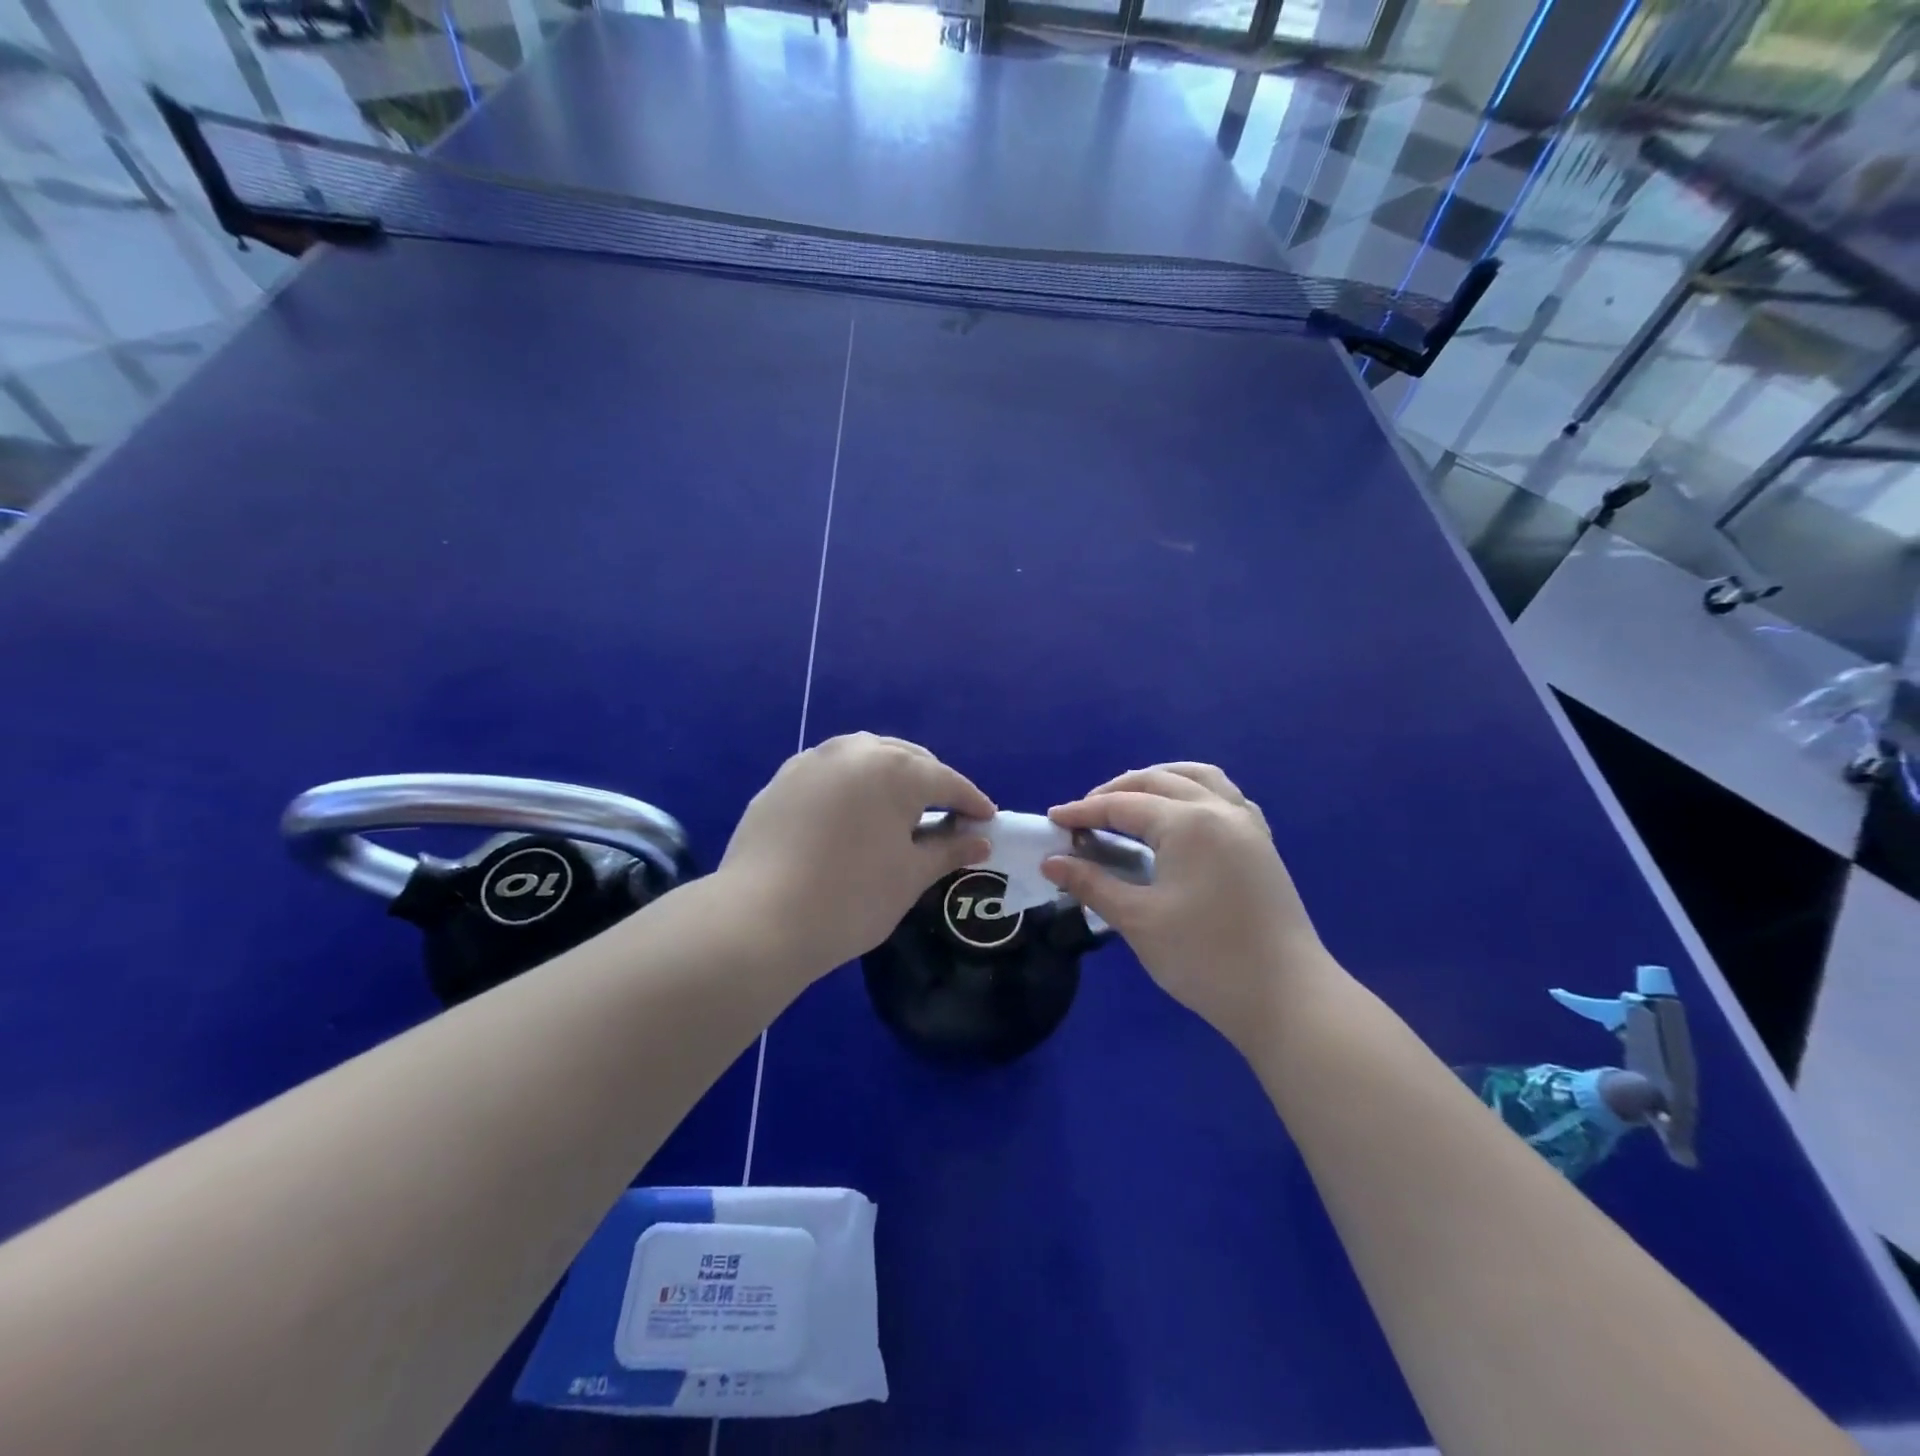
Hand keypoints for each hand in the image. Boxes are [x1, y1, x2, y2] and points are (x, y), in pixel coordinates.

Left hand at [721, 733, 993, 975]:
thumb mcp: (910, 875)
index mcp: (895, 769)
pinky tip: (852, 812)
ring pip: (865, 758)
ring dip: (889, 776)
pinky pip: (831, 772)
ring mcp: (813, 761)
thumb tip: (979, 841)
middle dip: (931, 782)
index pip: (946, 781)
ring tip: (900, 807)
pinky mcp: (781, 779)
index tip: (988, 819)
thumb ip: (948, 850)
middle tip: (947, 813)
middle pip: (906, 759)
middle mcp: (854, 751)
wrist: (759, 919)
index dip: (971, 801)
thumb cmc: (852, 898)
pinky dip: (852, 785)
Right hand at [1041, 764, 1329, 1052]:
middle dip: (1116, 792)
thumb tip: (1051, 862)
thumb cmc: (1205, 958)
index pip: (1123, 805)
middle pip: (1158, 781)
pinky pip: (1225, 797)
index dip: (1084, 811)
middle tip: (1084, 816)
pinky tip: (1182, 815)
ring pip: (1198, 778)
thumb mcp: (1139, 920)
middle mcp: (1219, 810)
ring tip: (1130, 800)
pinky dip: (1195, 792)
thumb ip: (1092, 884)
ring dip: (1159, 780)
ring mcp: (1247, 824)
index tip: (1053, 819)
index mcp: (1187, 823)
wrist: (1286, 998)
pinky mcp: (1262, 844)